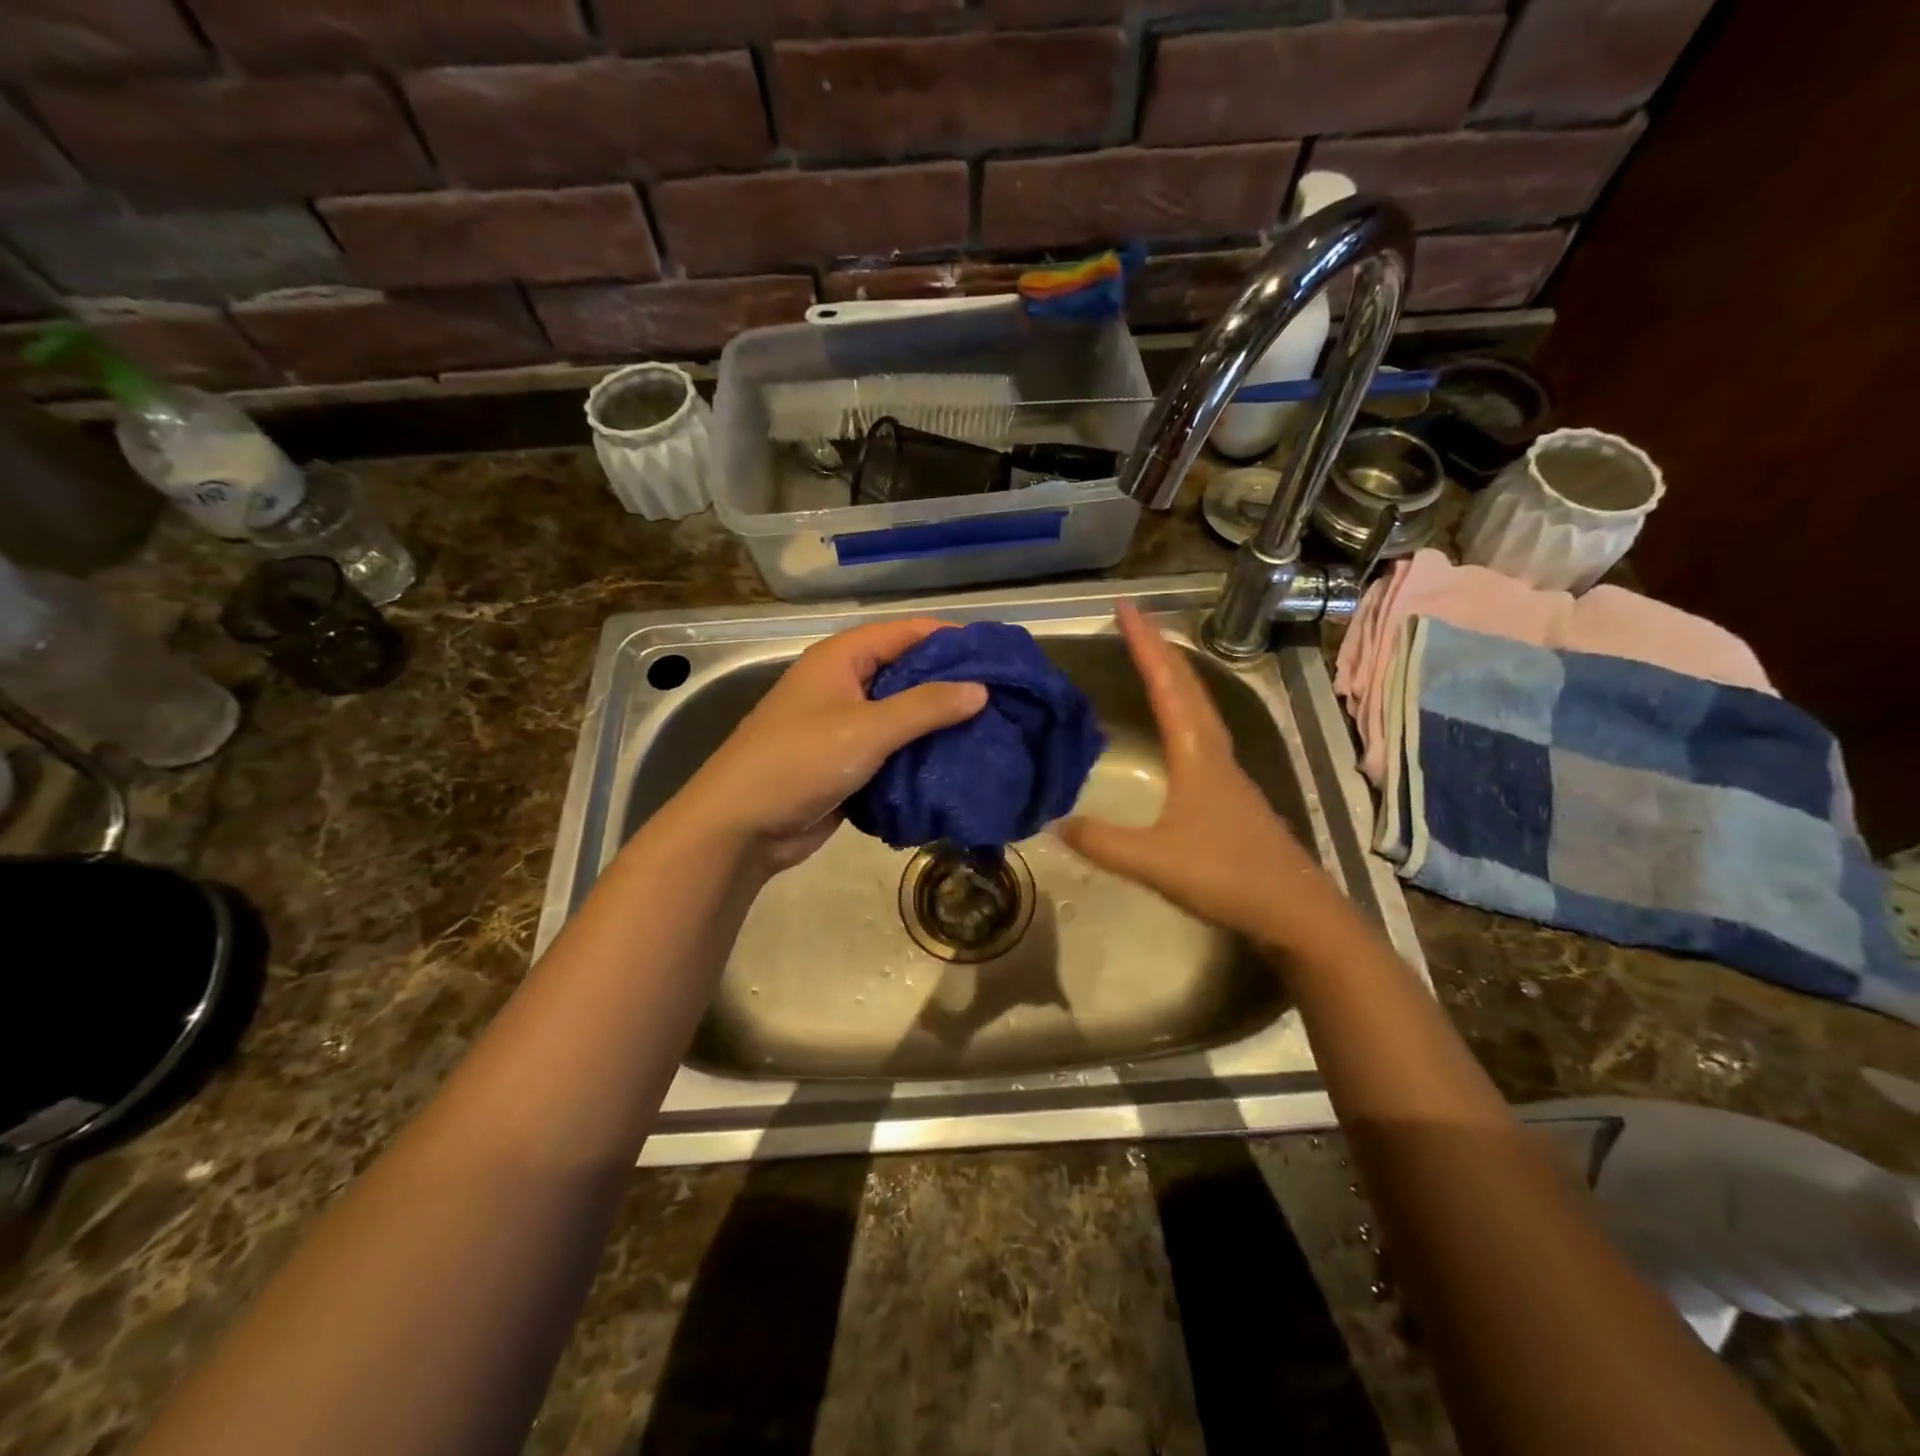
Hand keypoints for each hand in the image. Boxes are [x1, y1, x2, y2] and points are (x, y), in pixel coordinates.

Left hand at [674, 617, 986, 872]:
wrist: (742, 826)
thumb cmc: (800, 762)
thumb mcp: (867, 729)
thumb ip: (926, 707)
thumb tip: (981, 689)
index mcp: (842, 658)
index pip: (907, 633)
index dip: (951, 639)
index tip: (997, 654)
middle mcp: (844, 683)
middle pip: (907, 672)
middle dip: (950, 684)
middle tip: (1002, 697)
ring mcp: (844, 724)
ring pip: (902, 715)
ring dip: (938, 723)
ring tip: (990, 730)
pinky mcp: (847, 761)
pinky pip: (892, 749)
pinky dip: (919, 753)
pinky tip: (957, 762)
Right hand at [1057, 602, 1337, 946]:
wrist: (1296, 910)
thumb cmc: (1227, 876)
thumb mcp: (1154, 861)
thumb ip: (1102, 842)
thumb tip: (1054, 822)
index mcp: (1197, 755)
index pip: (1167, 687)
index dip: (1144, 645)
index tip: (1124, 608)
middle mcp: (1215, 752)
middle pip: (1188, 687)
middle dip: (1159, 649)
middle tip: (1132, 619)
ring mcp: (1227, 772)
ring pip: (1199, 708)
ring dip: (1174, 675)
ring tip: (1151, 658)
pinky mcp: (1230, 794)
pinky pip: (1202, 732)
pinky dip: (1183, 709)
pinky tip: (1176, 725)